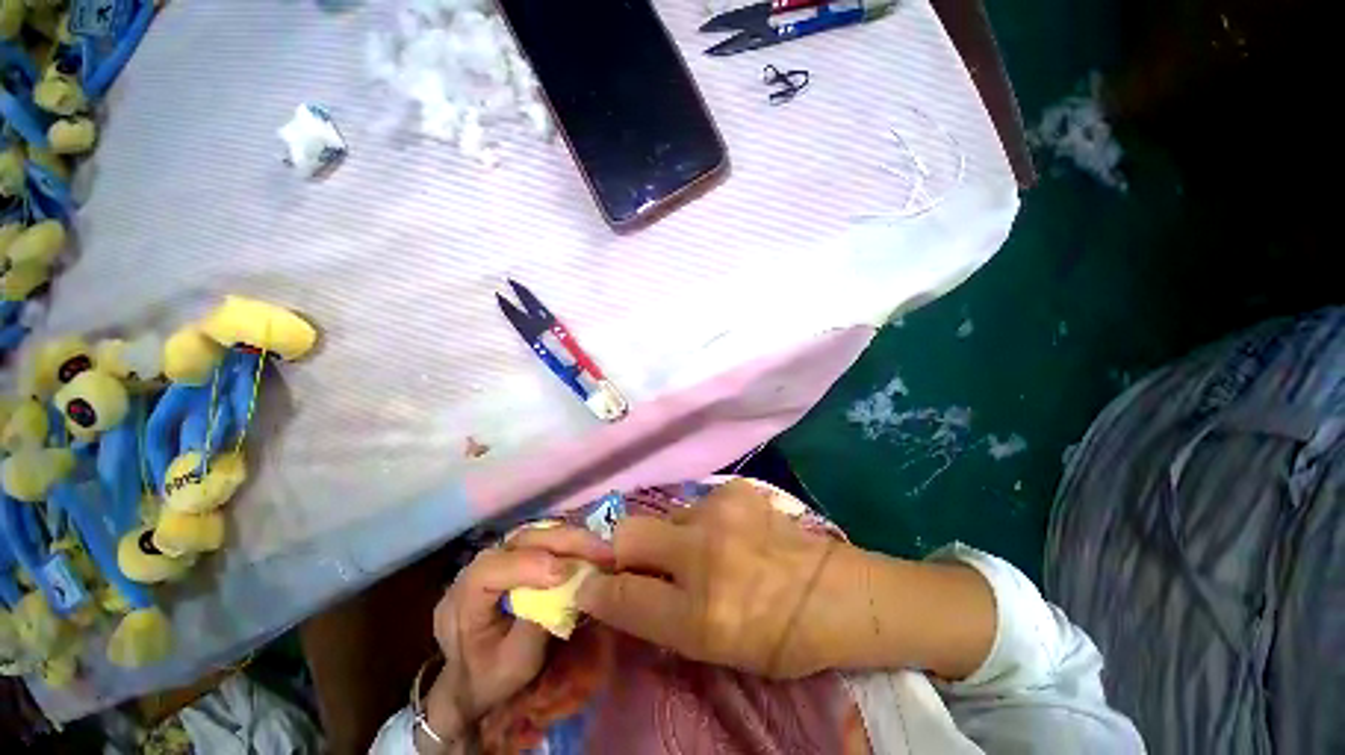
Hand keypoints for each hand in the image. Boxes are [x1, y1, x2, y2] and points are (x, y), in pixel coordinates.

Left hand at [424, 525, 612, 744]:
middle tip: (601, 552)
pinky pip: (543, 540)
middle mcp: (479, 567)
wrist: (471, 682)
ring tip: (601, 549)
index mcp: (464, 598)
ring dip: (571, 538)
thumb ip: (535, 629)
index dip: (529, 566)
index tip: (565, 574)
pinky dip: (569, 542)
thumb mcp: (513, 666)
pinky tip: (589, 550)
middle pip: (521, 540)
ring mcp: (499, 557)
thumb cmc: (489, 680)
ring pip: (535, 534)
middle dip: (564, 542)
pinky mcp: (515, 556)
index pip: (492, 570)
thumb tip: (569, 592)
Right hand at [575, 479, 855, 678]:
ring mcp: (721, 512)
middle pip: (628, 532)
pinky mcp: (736, 490)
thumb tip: (615, 594)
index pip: (622, 597)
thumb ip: (661, 620)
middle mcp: (704, 554)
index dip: (597, 592)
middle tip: (639, 563)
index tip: (589, 587)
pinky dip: (701, 522)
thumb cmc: (778, 636)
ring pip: (665, 517)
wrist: (837, 593)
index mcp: (702, 614)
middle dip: (621, 550)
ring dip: (670, 537)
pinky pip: (696, 505)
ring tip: (701, 552)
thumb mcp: (714, 648)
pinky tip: (728, 534)